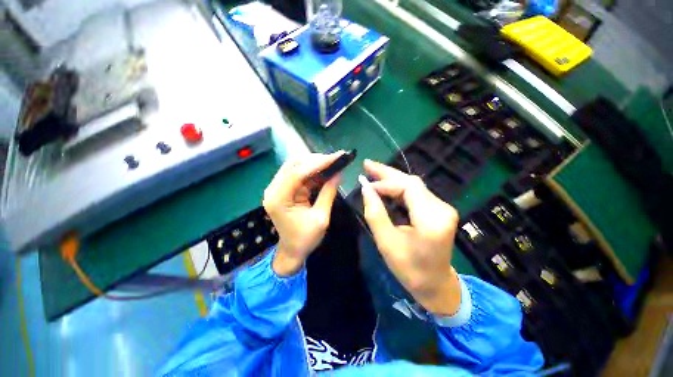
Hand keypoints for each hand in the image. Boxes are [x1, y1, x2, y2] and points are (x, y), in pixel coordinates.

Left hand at [263, 152, 343, 275]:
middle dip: (316, 160)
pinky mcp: (284, 189)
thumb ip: (328, 193)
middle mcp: (274, 189)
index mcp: (278, 198)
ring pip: (296, 166)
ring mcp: (277, 188)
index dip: (318, 163)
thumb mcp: (321, 218)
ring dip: (314, 163)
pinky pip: (298, 174)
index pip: (297, 173)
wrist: (292, 251)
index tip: (336, 157)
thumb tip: (339, 174)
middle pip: (294, 165)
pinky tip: (325, 170)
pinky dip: (312, 171)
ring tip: (333, 162)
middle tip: (335, 159)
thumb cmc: (305, 239)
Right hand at [360, 159, 460, 314]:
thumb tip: (365, 189)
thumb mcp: (386, 243)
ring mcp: (442, 208)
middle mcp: (442, 209)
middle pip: (412, 182)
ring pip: (413, 185)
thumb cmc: (409, 269)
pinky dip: (398, 188)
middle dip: (387, 173)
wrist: (435, 284)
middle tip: (367, 164)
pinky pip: (415, 193)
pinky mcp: (438, 210)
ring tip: (372, 171)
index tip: (365, 185)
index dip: (385, 183)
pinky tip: (385, 185)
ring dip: (392, 178)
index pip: (408, 188)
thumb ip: (375, 213)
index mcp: (432, 220)